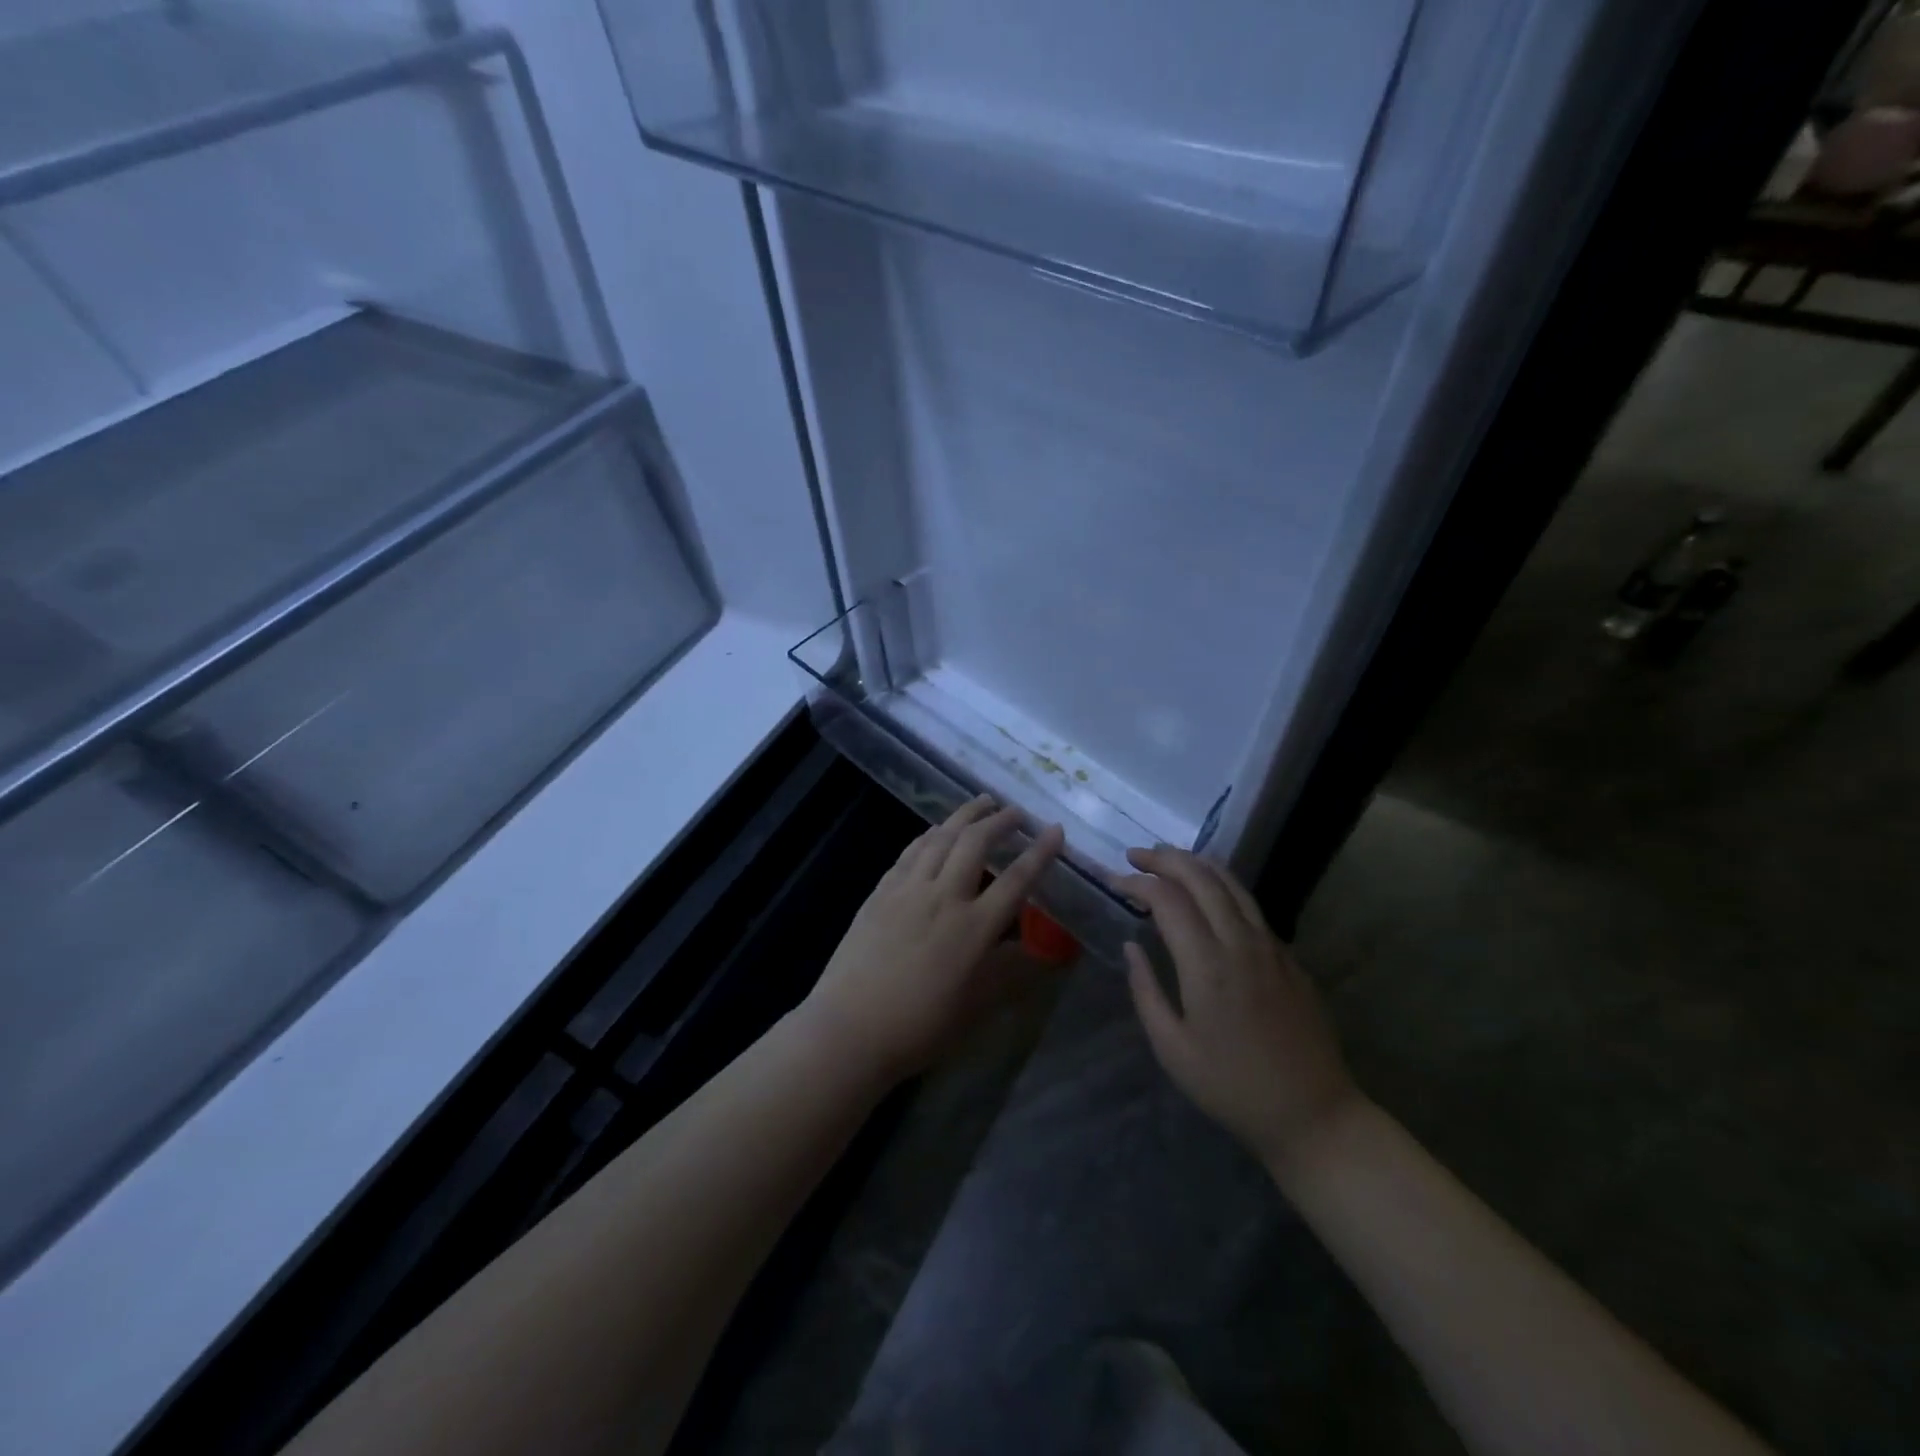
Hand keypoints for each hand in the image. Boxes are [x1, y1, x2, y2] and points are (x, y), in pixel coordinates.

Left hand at [803, 796, 1064, 1080]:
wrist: (850, 1028)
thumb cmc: (920, 1026)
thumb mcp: (977, 1006)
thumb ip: (1011, 972)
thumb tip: (1043, 952)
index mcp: (973, 928)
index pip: (1016, 880)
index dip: (1040, 852)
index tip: (1055, 829)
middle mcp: (943, 897)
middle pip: (976, 844)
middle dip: (1001, 821)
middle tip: (1017, 812)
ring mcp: (908, 890)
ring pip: (941, 837)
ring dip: (965, 815)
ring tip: (983, 802)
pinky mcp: (881, 891)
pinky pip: (911, 851)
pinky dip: (931, 834)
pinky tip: (937, 830)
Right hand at [1116, 847, 1358, 1175]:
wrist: (1313, 1114)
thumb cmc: (1232, 1087)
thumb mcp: (1172, 1050)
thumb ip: (1146, 991)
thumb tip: (1131, 946)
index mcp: (1207, 965)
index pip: (1167, 899)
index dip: (1137, 882)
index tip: (1115, 881)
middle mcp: (1240, 942)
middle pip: (1201, 877)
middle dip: (1164, 858)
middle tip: (1135, 855)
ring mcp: (1270, 946)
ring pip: (1231, 883)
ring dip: (1195, 863)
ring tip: (1167, 859)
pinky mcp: (1288, 956)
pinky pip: (1250, 904)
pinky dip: (1221, 885)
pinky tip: (1207, 895)